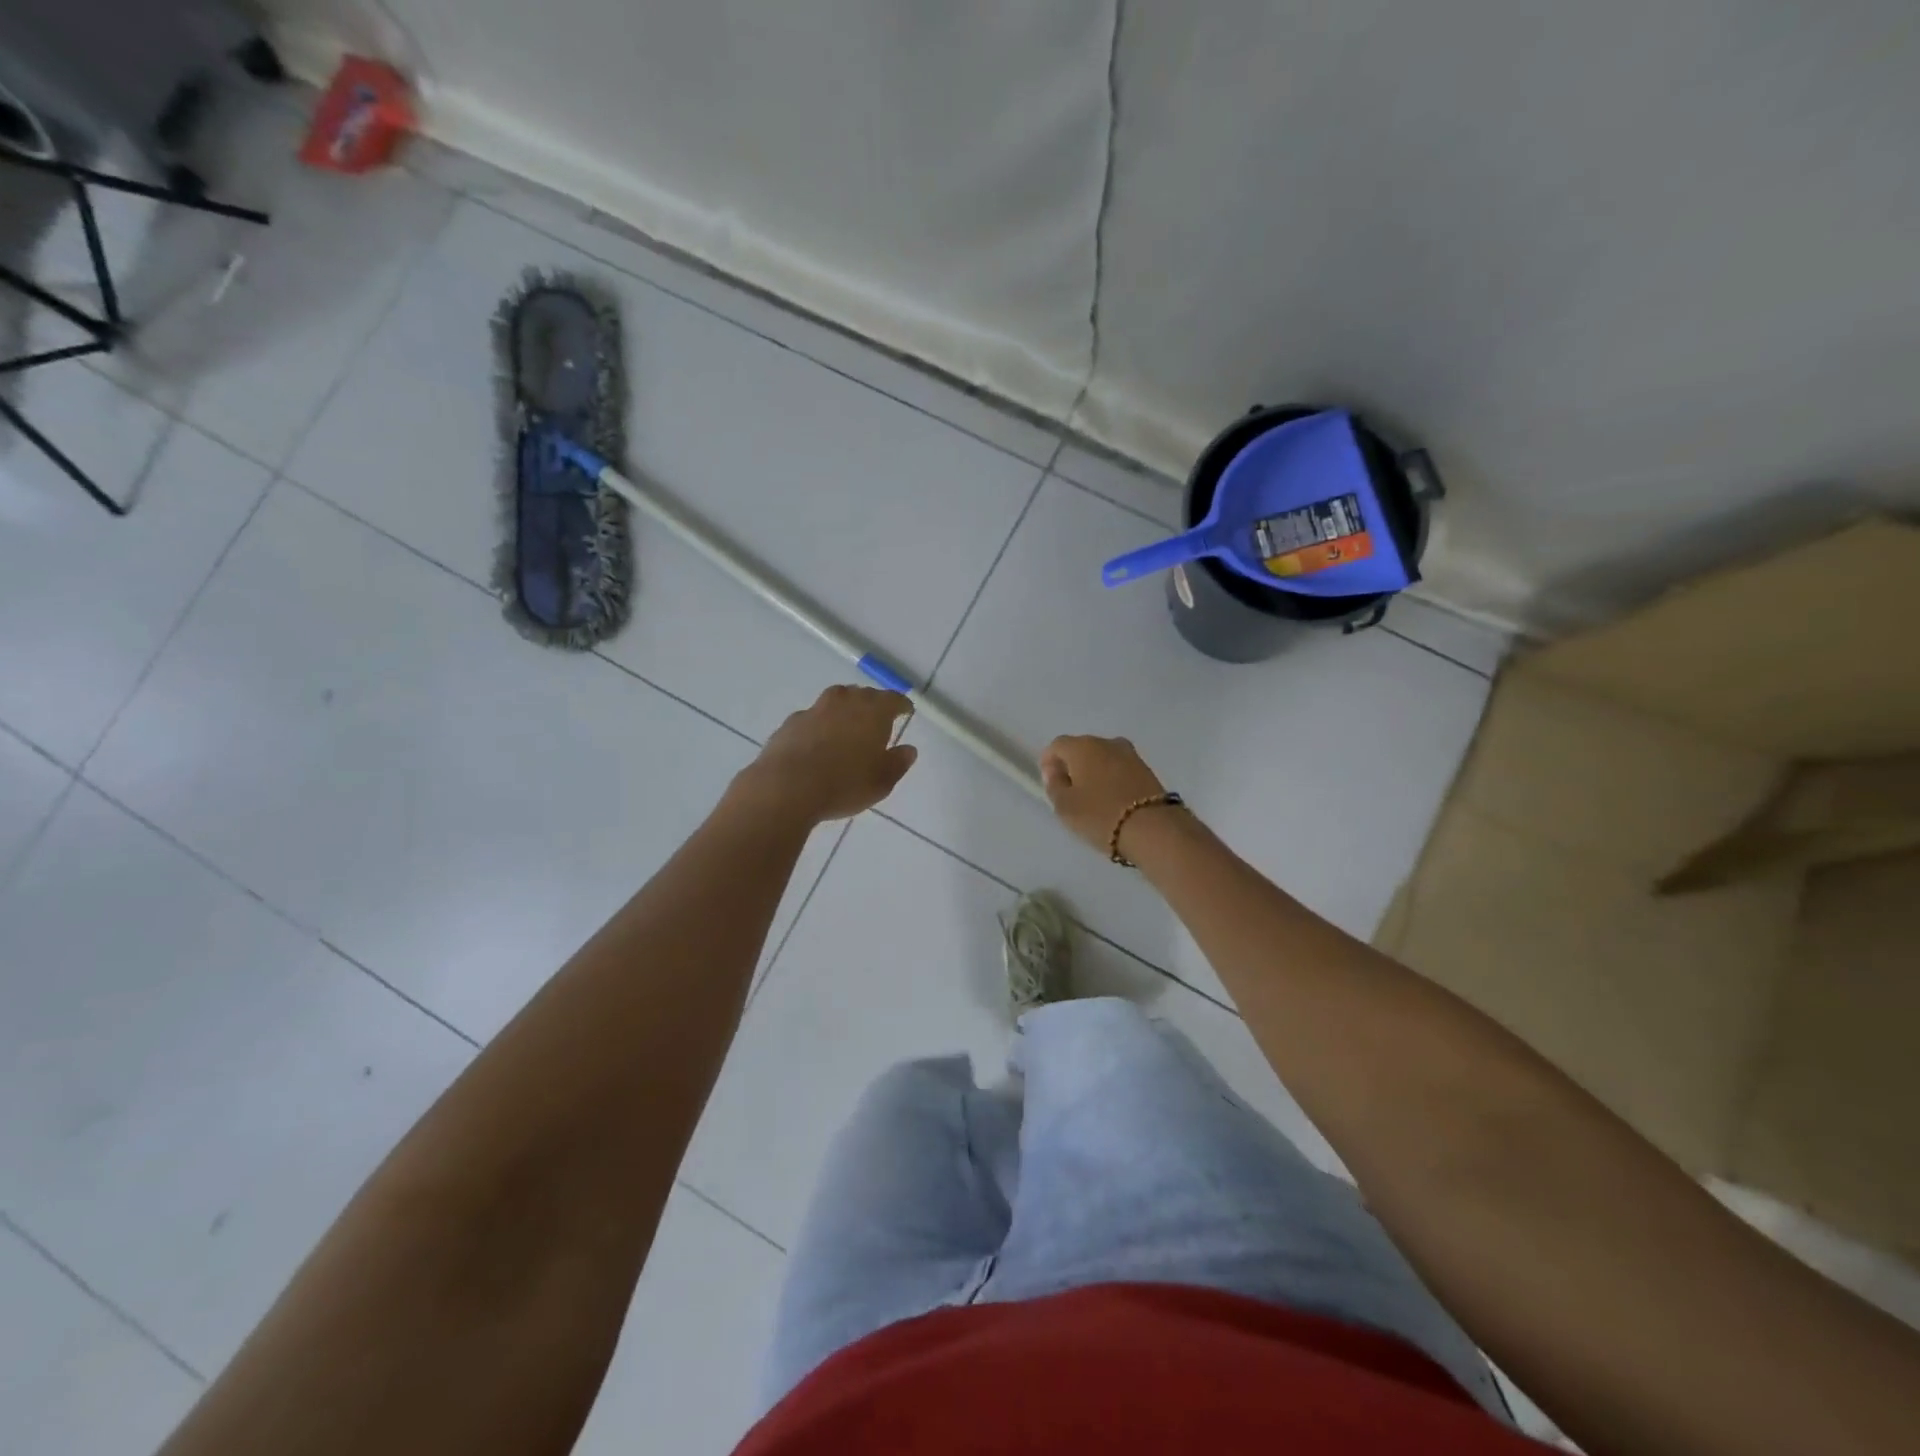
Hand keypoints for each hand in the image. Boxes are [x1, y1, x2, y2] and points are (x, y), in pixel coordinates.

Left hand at [734, 686, 917, 824]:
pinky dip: (820, 725)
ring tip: (847, 728)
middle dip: (873, 704)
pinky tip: (818, 743)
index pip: (893, 699)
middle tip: (877, 720)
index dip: (902, 705)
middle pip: (863, 695)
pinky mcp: (791, 722)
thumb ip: (898, 763)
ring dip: (844, 710)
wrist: (787, 787)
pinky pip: (813, 717)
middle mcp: (845, 701)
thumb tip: (908, 750)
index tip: (906, 711)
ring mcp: (815, 709)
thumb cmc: (844, 784)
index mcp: (873, 711)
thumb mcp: (881, 782)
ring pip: (836, 701)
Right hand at [1039, 735, 1170, 854]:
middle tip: (1069, 792)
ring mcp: (1130, 754)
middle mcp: (1106, 742)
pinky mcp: (1147, 769)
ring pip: (1103, 758)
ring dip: (1094, 772)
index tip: (1050, 783)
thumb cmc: (1100, 816)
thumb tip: (1055, 772)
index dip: (1049, 762)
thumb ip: (1054, 785)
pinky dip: (1112, 778)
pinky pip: (1120, 769)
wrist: (1153, 829)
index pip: (1057, 745)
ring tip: (1092, 798)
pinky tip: (1112, 799)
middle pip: (1081, 748)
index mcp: (1082, 746)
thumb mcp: (1065, 806)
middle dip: (1072, 766)